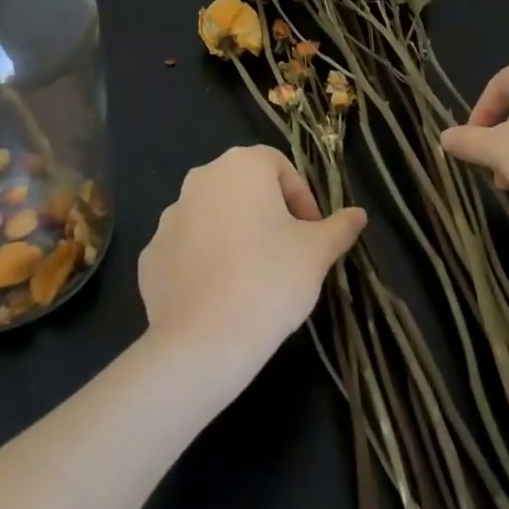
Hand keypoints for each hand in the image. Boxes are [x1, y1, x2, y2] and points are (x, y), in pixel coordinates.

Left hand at [138, 146, 366, 375]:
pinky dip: (203, 262)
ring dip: (234, 235)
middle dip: (268, 214)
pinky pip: (186, 249)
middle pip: (244, 188)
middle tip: (287, 253)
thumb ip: (340, 227)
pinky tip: (220, 295)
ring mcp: (170, 216)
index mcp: (242, 165)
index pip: (279, 167)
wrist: (203, 343)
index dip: (302, 198)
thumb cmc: (270, 281)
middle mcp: (201, 178)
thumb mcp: (317, 253)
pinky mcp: (150, 255)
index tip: (312, 234)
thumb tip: (358, 215)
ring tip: (253, 278)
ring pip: (214, 216)